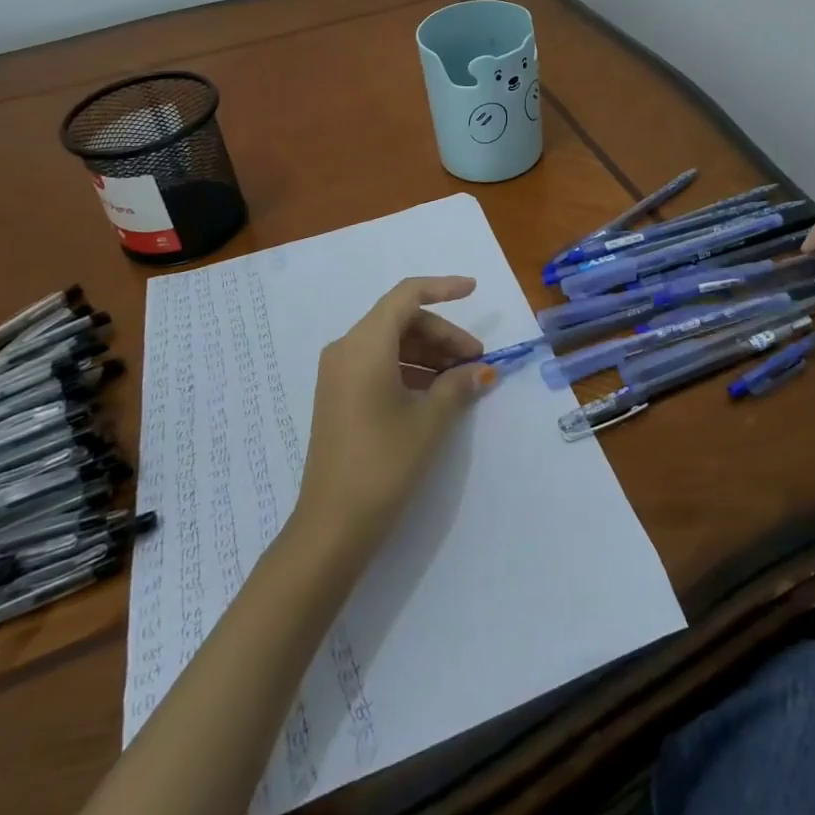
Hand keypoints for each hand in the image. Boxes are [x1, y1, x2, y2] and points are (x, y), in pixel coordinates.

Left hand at [295, 277, 497, 561]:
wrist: (332, 526)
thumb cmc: (383, 462)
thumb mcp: (429, 421)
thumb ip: (458, 386)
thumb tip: (483, 371)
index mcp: (365, 344)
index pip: (407, 296)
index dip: (443, 287)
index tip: (474, 290)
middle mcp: (346, 349)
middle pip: (401, 320)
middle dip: (442, 334)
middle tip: (476, 359)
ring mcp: (338, 373)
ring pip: (390, 343)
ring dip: (428, 353)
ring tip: (460, 379)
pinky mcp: (337, 396)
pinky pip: (378, 364)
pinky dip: (409, 369)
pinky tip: (434, 393)